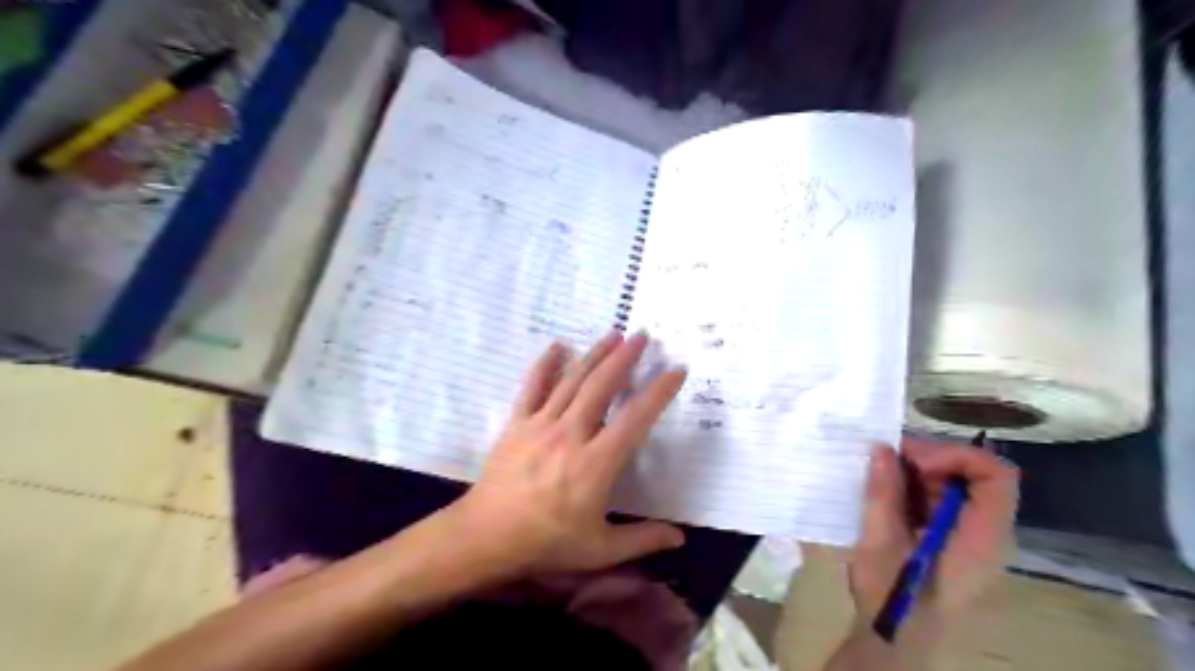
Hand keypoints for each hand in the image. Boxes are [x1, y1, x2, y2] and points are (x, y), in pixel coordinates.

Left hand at [446, 334, 691, 578]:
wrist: (486, 537)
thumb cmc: (547, 543)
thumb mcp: (600, 550)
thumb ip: (643, 540)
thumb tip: (680, 539)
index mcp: (596, 463)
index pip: (635, 419)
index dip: (659, 392)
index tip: (676, 371)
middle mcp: (570, 434)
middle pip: (601, 386)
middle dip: (624, 358)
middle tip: (642, 336)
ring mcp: (540, 425)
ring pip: (571, 380)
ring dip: (594, 355)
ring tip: (613, 334)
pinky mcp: (517, 423)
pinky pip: (532, 387)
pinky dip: (545, 364)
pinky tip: (557, 346)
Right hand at [848, 441, 1016, 639]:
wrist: (894, 641)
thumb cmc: (891, 596)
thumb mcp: (879, 542)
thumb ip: (883, 493)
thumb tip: (882, 448)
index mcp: (980, 538)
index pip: (996, 475)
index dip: (956, 455)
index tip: (912, 461)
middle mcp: (986, 534)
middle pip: (976, 476)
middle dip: (930, 459)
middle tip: (887, 459)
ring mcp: (971, 538)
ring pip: (957, 485)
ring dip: (919, 472)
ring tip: (881, 476)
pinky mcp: (953, 541)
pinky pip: (943, 501)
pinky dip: (915, 488)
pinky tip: (886, 495)